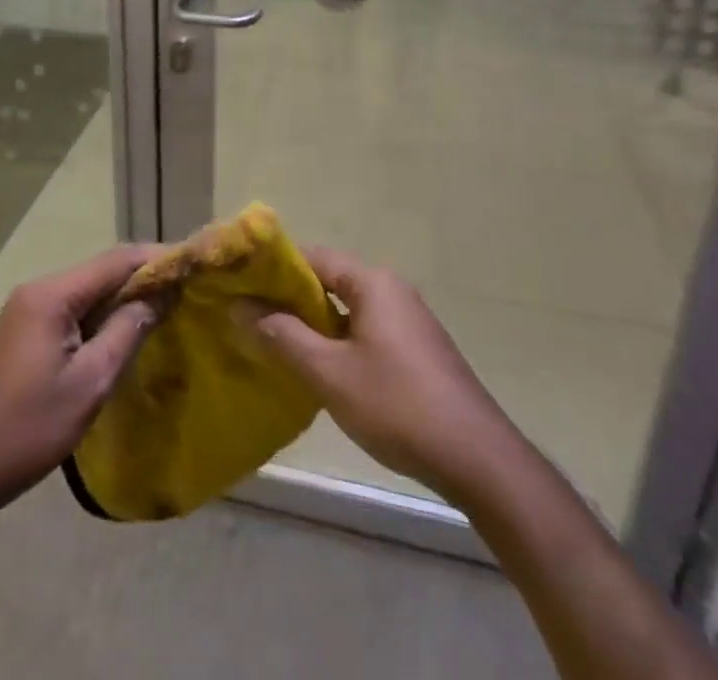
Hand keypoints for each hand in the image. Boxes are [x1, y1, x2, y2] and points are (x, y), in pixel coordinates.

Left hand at [0, 245, 162, 521]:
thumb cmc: (26, 429)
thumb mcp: (89, 384)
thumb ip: (126, 332)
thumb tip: (160, 295)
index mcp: (52, 295)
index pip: (115, 260)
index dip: (156, 258)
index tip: (193, 264)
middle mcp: (37, 290)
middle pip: (100, 271)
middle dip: (141, 277)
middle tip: (183, 290)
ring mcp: (24, 310)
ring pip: (85, 291)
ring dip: (121, 297)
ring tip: (161, 310)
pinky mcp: (19, 332)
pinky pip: (69, 310)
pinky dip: (99, 315)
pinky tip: (119, 333)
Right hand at [241, 246, 508, 502]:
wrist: (478, 459)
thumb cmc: (398, 405)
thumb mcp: (330, 373)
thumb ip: (282, 336)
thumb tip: (239, 307)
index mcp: (372, 282)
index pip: (313, 256)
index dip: (274, 268)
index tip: (240, 284)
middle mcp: (391, 290)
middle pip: (329, 280)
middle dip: (290, 298)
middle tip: (249, 317)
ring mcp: (407, 321)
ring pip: (346, 309)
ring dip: (312, 323)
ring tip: (275, 343)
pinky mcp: (416, 351)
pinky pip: (364, 330)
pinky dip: (337, 340)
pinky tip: (319, 369)